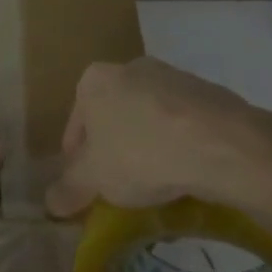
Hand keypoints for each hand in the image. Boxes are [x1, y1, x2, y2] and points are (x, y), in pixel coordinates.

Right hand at [44, 57, 271, 217]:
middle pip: (112, 117)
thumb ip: (68, 189)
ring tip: (154, 182)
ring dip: (146, 145)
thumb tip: (50, 203)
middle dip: (112, 148)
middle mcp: (132, 67)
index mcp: (95, 80)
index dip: (76, 159)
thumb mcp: (94, 179)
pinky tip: (184, 171)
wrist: (222, 144)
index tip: (86, 184)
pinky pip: (181, 124)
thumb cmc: (141, 154)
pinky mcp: (209, 92)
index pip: (75, 124)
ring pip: (148, 118)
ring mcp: (173, 76)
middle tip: (117, 184)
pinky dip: (178, 144)